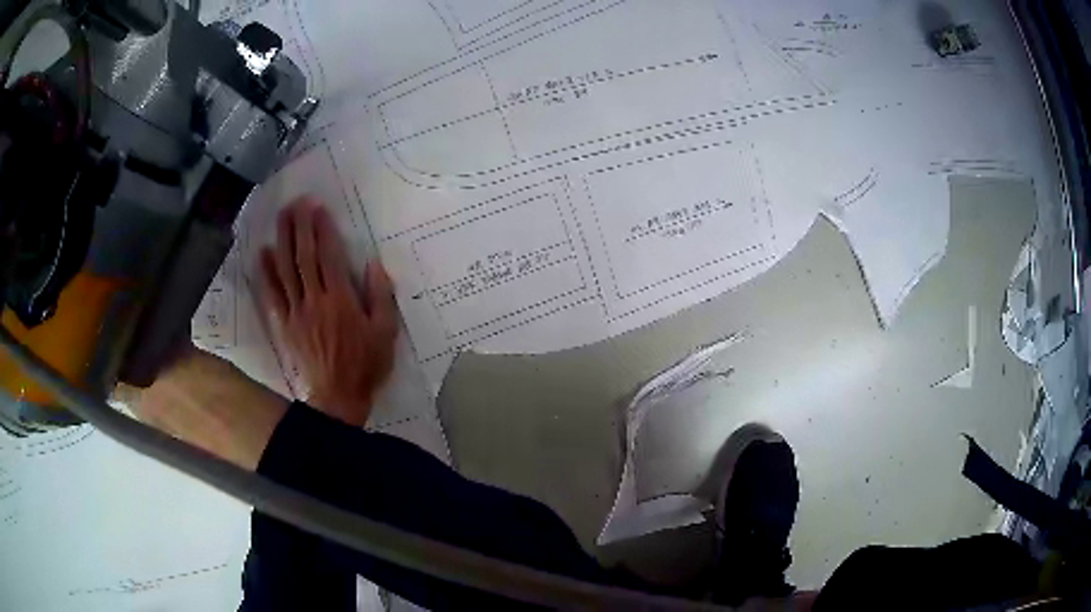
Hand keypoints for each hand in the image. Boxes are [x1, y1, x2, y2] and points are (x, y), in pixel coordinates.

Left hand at [258, 198, 397, 426]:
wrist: (338, 397)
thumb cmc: (366, 364)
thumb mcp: (386, 332)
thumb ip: (381, 296)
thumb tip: (373, 263)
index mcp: (341, 300)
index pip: (329, 257)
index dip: (323, 230)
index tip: (318, 208)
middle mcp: (315, 300)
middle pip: (304, 257)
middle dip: (300, 226)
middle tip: (296, 202)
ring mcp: (297, 312)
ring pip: (286, 270)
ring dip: (282, 240)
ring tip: (280, 217)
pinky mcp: (286, 324)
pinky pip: (273, 295)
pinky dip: (267, 273)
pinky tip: (263, 254)